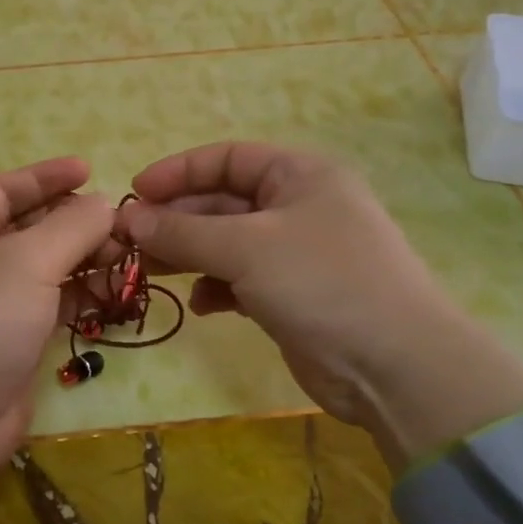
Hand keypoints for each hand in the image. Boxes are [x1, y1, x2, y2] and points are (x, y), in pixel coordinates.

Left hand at [0, 157, 114, 481]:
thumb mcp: (26, 262)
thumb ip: (71, 227)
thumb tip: (104, 205)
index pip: (4, 189)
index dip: (47, 177)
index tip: (92, 170)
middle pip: (27, 228)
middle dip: (74, 223)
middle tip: (122, 225)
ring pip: (42, 268)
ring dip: (82, 260)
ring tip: (127, 257)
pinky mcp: (7, 340)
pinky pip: (47, 304)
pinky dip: (78, 296)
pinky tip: (113, 292)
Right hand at [117, 143, 522, 463]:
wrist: (394, 365)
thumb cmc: (322, 283)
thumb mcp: (245, 248)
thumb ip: (183, 232)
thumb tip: (128, 219)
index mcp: (299, 175)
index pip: (226, 158)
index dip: (178, 172)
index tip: (134, 195)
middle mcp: (298, 206)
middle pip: (222, 202)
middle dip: (176, 221)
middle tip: (129, 243)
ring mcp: (296, 253)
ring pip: (226, 243)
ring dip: (189, 255)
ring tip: (149, 273)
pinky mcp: (292, 295)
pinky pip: (240, 280)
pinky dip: (216, 288)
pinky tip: (200, 306)